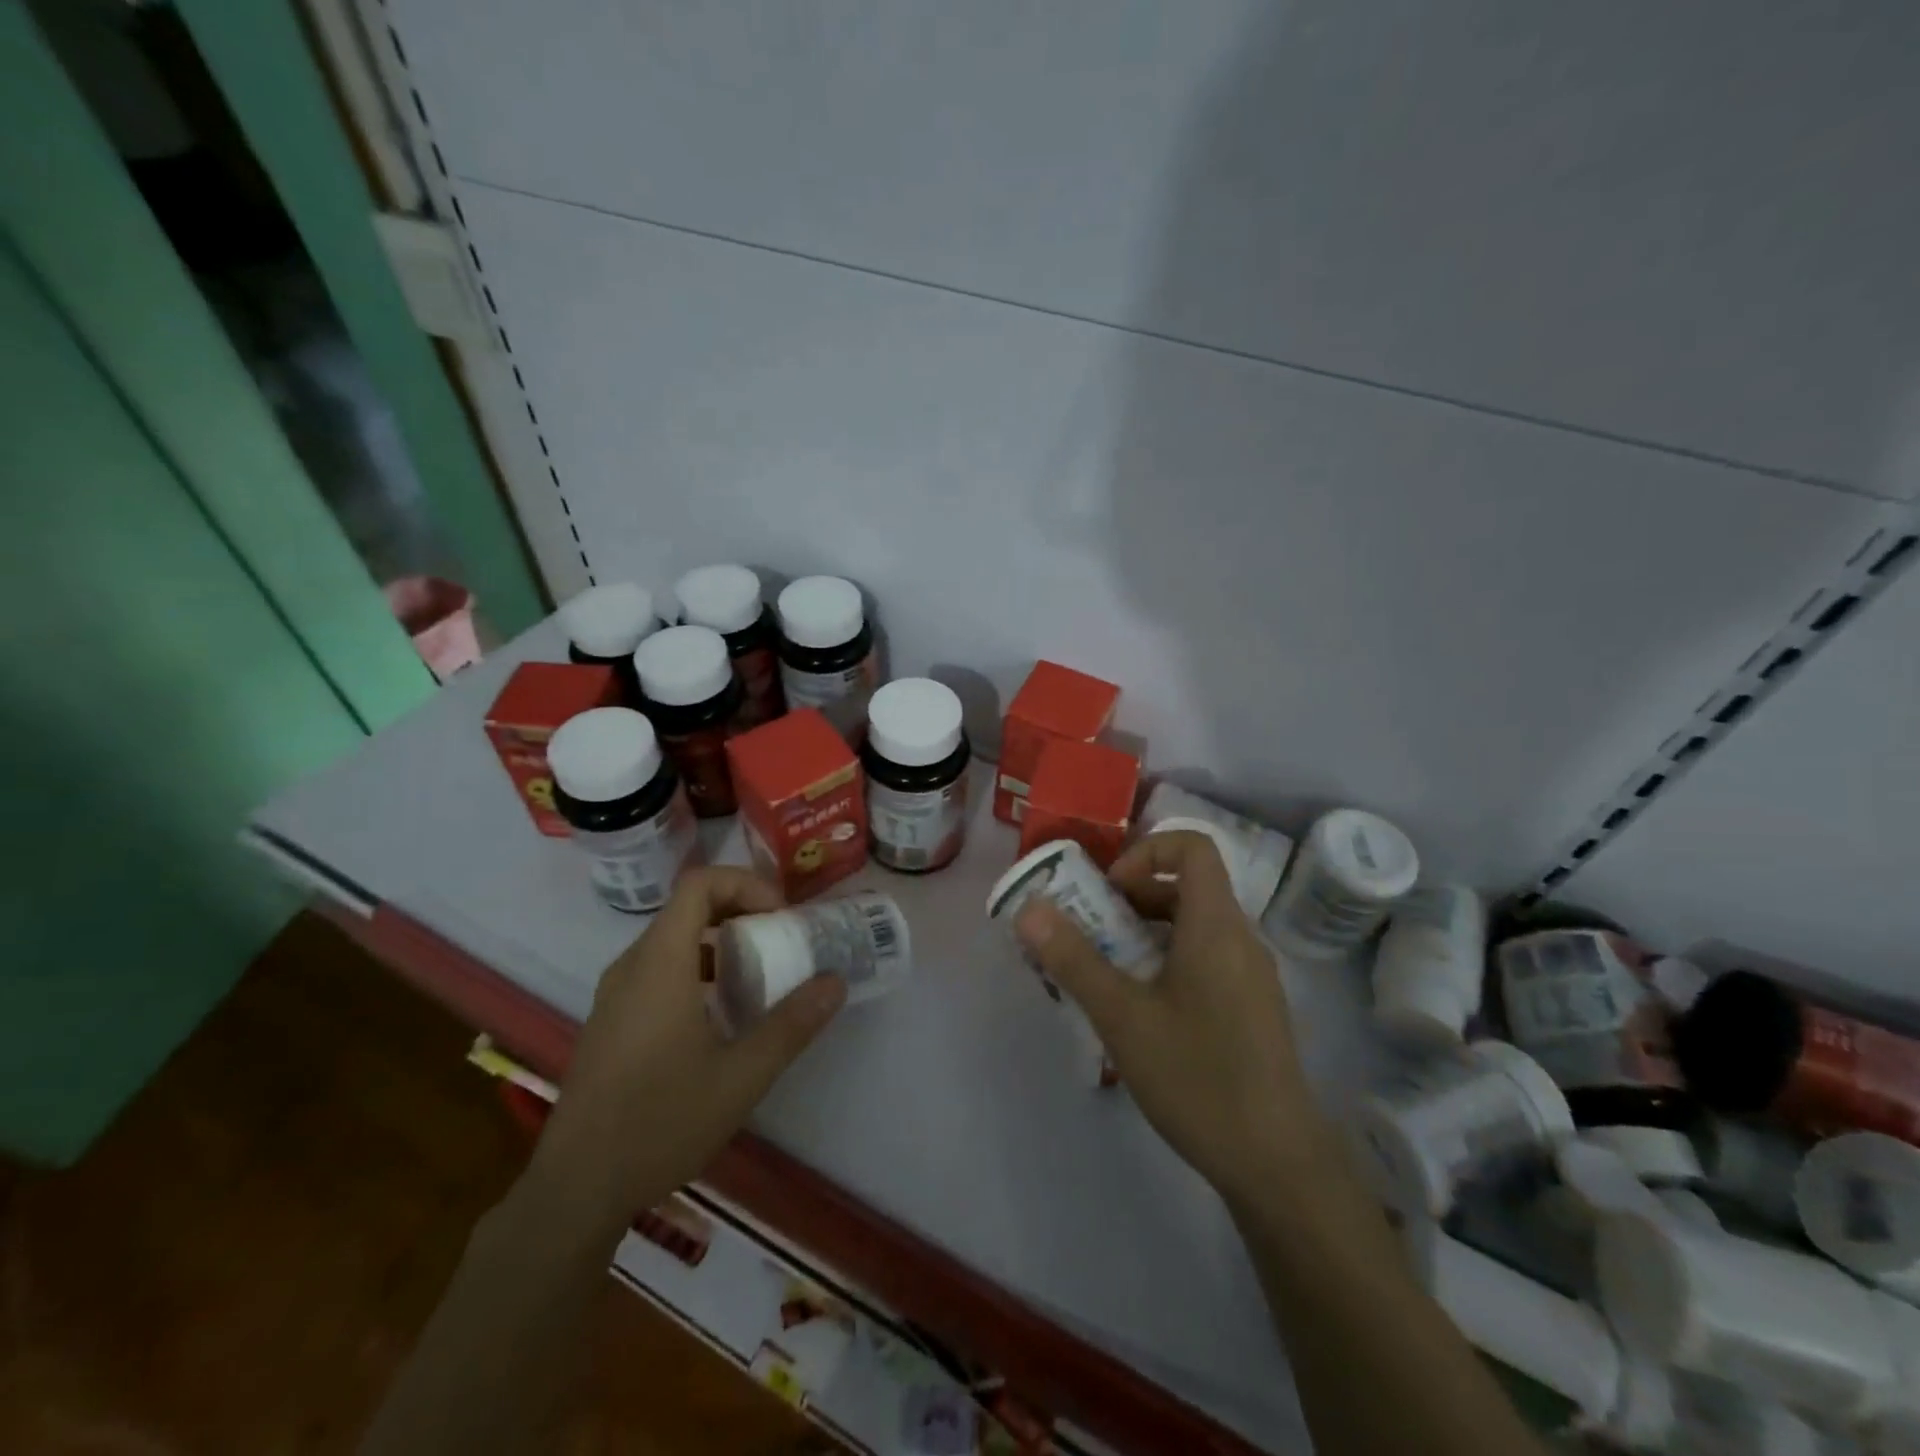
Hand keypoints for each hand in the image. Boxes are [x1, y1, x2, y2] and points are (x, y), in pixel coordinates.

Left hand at [528, 867, 845, 1233]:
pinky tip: (720, 1016)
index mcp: (660, 964)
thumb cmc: (660, 1122)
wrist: (575, 1189)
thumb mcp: (741, 1076)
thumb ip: (792, 1024)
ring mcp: (615, 994)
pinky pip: (657, 969)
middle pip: (687, 907)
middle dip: (740, 910)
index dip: (745, 883)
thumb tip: (835, 983)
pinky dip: (696, 968)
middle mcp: (631, 966)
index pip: (699, 884)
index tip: (780, 916)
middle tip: (780, 939)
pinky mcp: (610, 1021)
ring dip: (719, 941)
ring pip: (672, 939)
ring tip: (758, 974)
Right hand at [1015, 831, 1322, 1203]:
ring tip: (1105, 972)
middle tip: (1090, 931)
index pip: (1193, 846)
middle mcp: (1240, 938)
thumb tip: (1029, 909)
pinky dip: (1167, 961)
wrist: (1278, 1164)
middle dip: (1132, 898)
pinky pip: (1205, 958)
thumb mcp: (1122, 1017)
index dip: (1146, 852)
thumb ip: (1073, 959)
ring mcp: (1251, 975)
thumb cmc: (1198, 1076)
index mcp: (1215, 925)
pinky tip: (1140, 1011)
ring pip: (1194, 926)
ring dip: (1145, 933)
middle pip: (1187, 887)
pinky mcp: (1252, 1007)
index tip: (1110, 891)